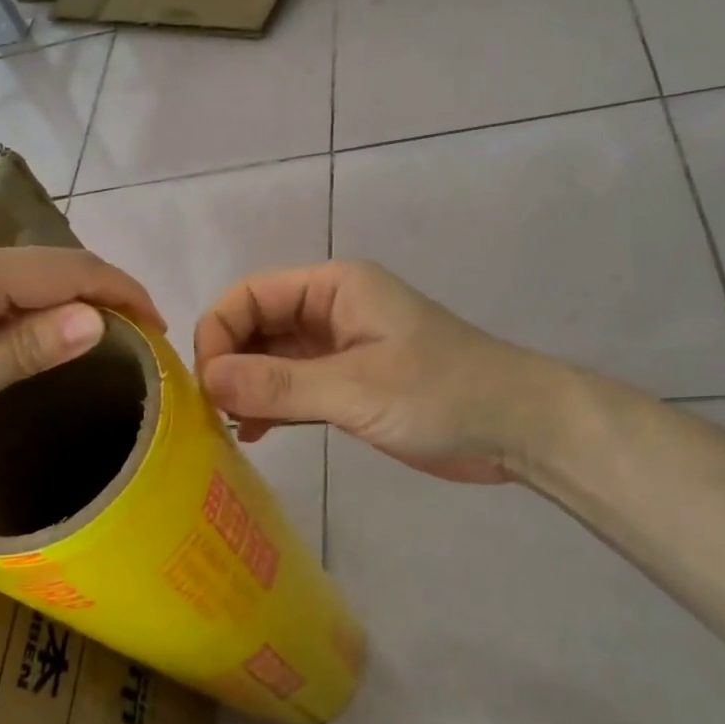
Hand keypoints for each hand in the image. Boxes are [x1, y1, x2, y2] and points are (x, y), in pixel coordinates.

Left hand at [0, 240, 161, 481]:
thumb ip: (22, 349)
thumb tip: (98, 319)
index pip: (70, 269)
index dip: (125, 292)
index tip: (162, 330)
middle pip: (44, 266)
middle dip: (97, 298)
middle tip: (132, 349)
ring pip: (12, 276)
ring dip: (56, 304)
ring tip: (86, 350)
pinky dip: (17, 309)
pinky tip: (18, 339)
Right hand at [193, 261, 531, 483]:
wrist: (519, 428)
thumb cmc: (442, 393)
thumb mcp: (355, 388)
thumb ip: (279, 383)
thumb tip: (206, 380)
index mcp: (333, 287)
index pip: (251, 295)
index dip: (219, 333)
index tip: (205, 386)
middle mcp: (330, 310)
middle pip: (256, 324)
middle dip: (229, 363)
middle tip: (209, 414)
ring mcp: (339, 348)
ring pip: (272, 358)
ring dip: (246, 387)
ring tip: (225, 428)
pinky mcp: (350, 383)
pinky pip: (294, 386)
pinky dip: (271, 405)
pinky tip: (255, 436)